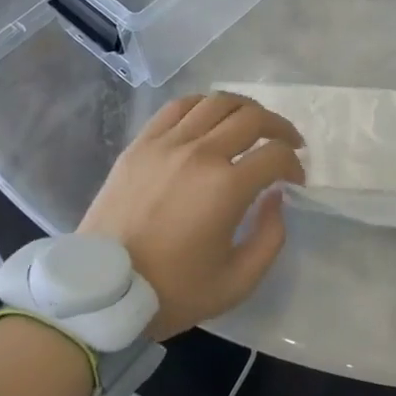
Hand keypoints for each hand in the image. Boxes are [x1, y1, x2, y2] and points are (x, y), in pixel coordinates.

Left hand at [79, 93, 303, 340]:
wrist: (100, 293)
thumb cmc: (171, 292)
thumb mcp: (237, 282)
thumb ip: (270, 238)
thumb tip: (276, 198)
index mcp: (226, 187)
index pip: (275, 154)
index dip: (294, 164)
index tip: (295, 179)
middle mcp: (200, 154)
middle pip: (252, 117)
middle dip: (279, 127)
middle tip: (287, 142)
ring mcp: (167, 144)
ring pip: (217, 102)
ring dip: (245, 109)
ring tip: (253, 124)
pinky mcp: (141, 144)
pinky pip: (179, 106)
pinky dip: (204, 104)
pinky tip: (211, 117)